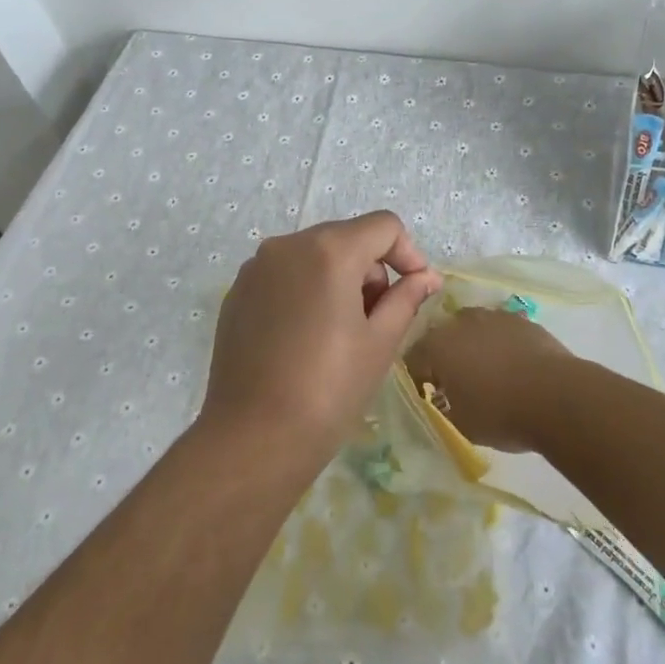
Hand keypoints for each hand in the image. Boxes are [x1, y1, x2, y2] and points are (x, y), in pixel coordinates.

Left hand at [201, 211, 441, 458]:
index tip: (416, 291)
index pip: (384, 226)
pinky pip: (284, 276)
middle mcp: (288, 245)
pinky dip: (306, 292)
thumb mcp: (380, 342)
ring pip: (314, 255)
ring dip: (339, 280)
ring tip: (342, 333)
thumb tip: (427, 277)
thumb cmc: (329, 389)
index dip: (408, 254)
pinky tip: (305, 339)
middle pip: (347, 237)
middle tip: (379, 320)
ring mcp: (256, 268)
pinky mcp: (237, 293)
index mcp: (329, 250)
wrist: (253, 437)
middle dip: (372, 270)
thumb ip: (407, 298)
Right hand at [403, 307, 579, 451]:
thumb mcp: (460, 425)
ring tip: (486, 371)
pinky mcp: (520, 319)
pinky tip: (512, 364)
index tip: (427, 396)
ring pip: (472, 328)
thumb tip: (441, 403)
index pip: (413, 359)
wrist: (557, 396)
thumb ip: (442, 409)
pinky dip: (499, 343)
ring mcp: (492, 316)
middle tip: (456, 383)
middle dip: (444, 357)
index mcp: (436, 347)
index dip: (418, 378)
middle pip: (442, 337)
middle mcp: (459, 323)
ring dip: (472, 345)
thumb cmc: (500, 414)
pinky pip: (500, 330)